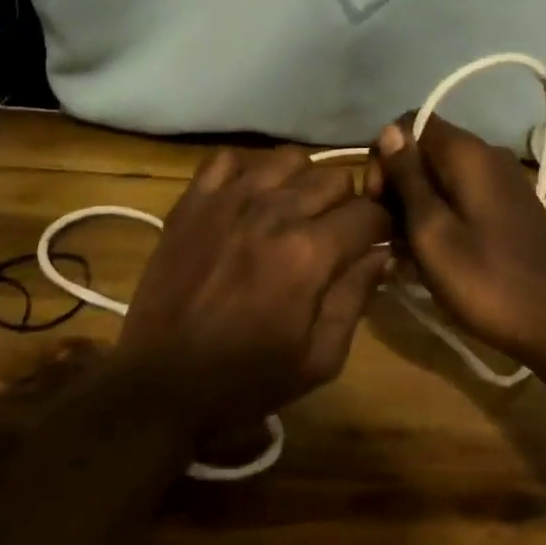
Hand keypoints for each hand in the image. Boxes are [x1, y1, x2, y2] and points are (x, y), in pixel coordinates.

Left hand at [115, 146, 390, 434]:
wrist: (161, 385)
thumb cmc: (246, 379)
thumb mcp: (319, 358)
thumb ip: (357, 297)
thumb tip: (384, 254)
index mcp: (309, 252)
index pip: (370, 212)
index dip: (382, 227)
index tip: (377, 243)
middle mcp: (274, 211)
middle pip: (335, 178)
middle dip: (347, 205)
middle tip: (335, 235)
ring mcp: (229, 200)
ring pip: (289, 159)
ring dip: (302, 183)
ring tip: (294, 213)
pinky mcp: (193, 201)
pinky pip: (228, 159)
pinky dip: (247, 172)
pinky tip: (248, 201)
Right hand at [367, 114, 545, 363]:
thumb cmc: (486, 279)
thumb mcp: (432, 231)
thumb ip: (408, 178)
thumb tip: (388, 131)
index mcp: (467, 153)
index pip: (410, 124)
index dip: (384, 156)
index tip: (376, 200)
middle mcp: (487, 156)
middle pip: (426, 152)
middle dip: (398, 186)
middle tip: (387, 234)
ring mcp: (503, 183)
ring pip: (442, 179)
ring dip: (417, 209)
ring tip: (405, 255)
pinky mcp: (510, 209)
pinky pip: (463, 199)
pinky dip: (441, 219)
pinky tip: (430, 259)